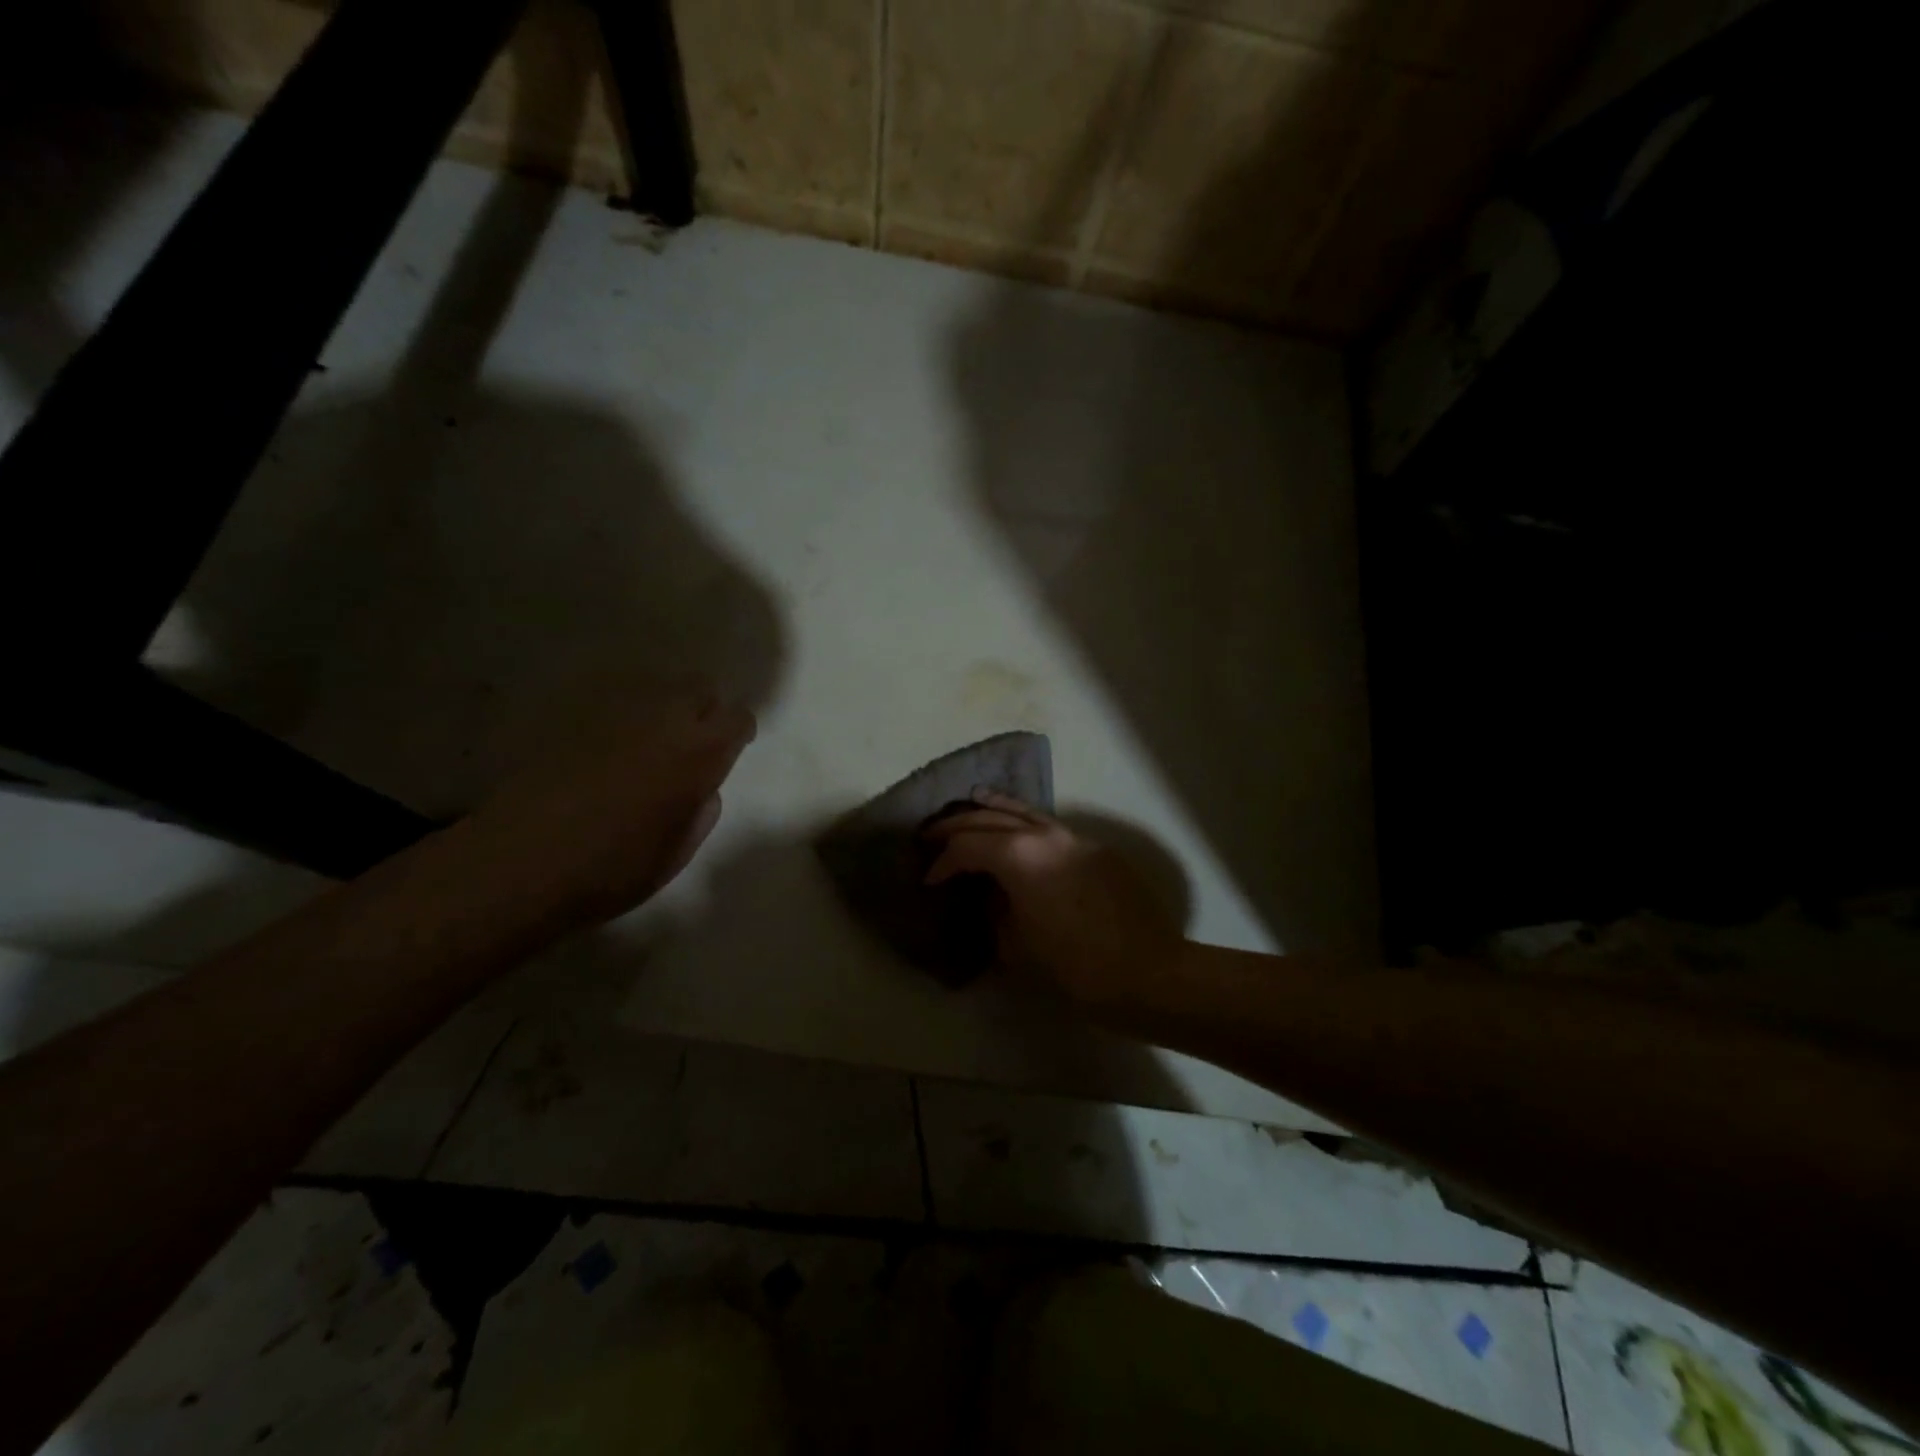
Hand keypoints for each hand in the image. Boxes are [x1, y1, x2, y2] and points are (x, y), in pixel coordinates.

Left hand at [463, 683, 755, 923]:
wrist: (519, 863)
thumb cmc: (611, 869)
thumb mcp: (676, 853)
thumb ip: (699, 813)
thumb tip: (701, 791)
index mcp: (698, 754)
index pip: (737, 717)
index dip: (738, 732)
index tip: (732, 749)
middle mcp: (663, 720)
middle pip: (700, 688)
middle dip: (705, 710)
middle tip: (694, 743)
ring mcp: (615, 713)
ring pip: (656, 689)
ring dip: (664, 709)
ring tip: (651, 743)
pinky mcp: (573, 717)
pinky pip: (613, 703)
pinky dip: (623, 718)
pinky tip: (608, 748)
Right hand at [921, 790, 1183, 1006]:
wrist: (1148, 972)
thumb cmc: (1076, 967)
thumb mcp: (1017, 947)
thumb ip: (995, 913)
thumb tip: (991, 897)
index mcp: (1019, 857)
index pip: (967, 847)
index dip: (942, 862)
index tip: (928, 880)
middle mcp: (1044, 835)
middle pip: (990, 818)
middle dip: (956, 826)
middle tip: (930, 836)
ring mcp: (1074, 837)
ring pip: (1024, 811)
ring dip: (992, 808)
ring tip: (970, 801)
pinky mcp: (1095, 849)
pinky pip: (1050, 826)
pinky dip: (1025, 822)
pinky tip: (1018, 830)